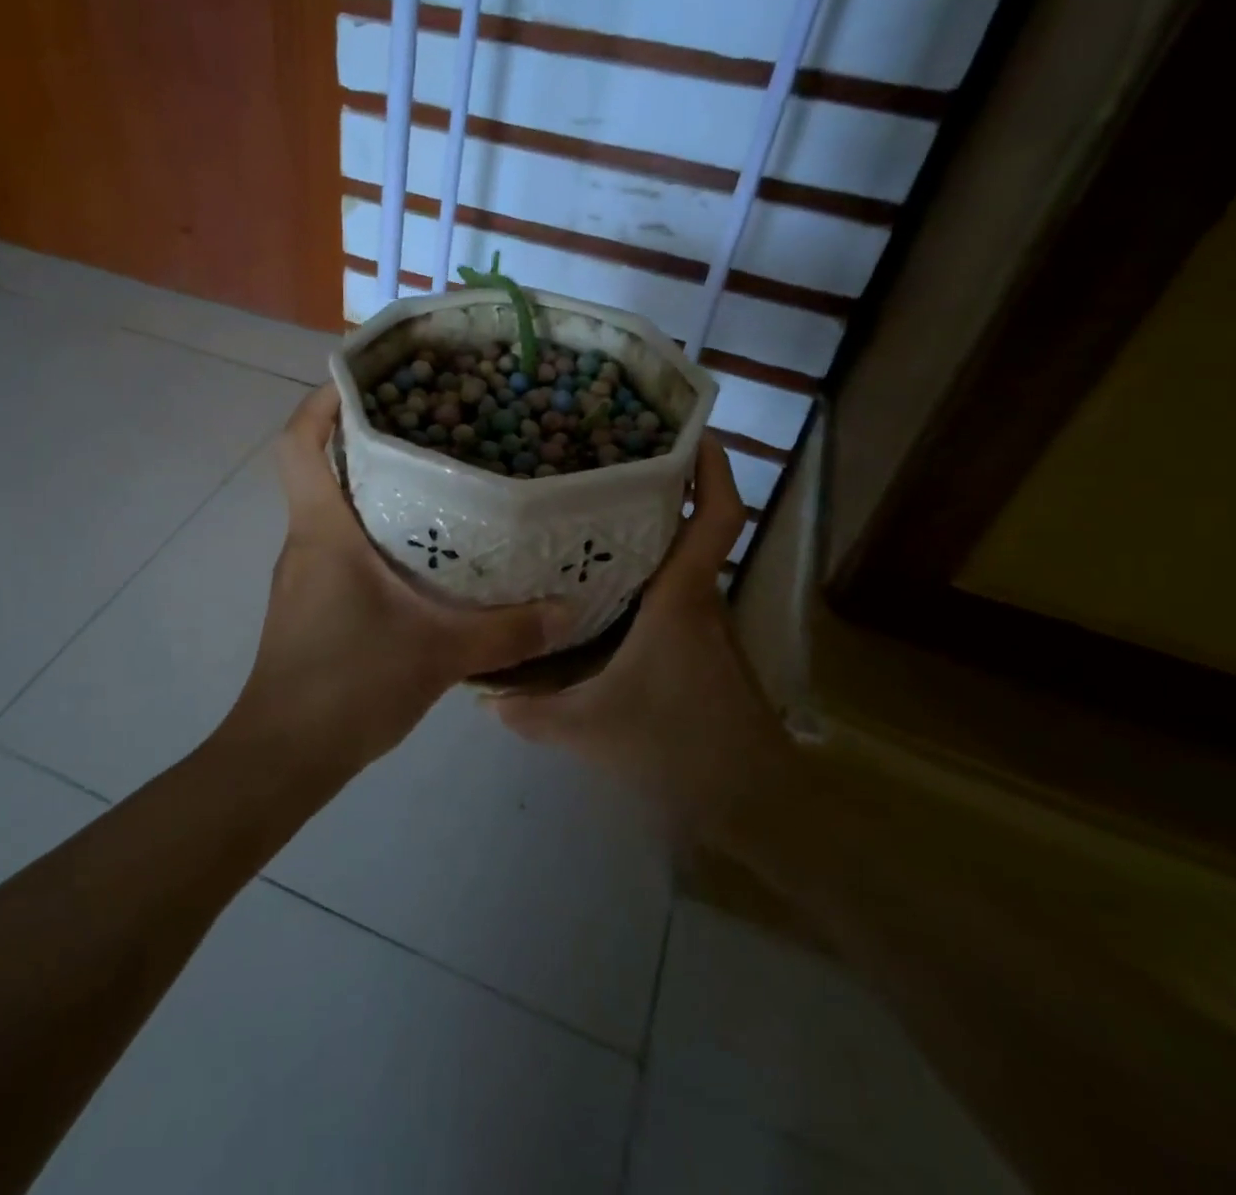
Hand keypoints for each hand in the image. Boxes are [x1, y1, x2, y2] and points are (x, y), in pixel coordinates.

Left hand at [222, 385, 570, 778]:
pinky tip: (422, 552)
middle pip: (322, 468)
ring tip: (438, 479)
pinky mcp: (310, 603)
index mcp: (322, 531)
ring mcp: (304, 574)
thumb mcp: (439, 654)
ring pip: (333, 510)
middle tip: (431, 424)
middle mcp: (306, 541)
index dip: (321, 402)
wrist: (284, 756)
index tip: (365, 379)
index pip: (299, 443)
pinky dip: (374, 532)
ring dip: (374, 488)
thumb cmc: (348, 686)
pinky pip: (340, 546)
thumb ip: (508, 631)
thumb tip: (570, 608)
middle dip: (367, 438)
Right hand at [486, 439, 788, 836]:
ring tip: (591, 521)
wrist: (751, 805)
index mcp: (680, 598)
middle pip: (691, 527)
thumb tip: (483, 695)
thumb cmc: (676, 747)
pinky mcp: (706, 651)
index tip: (689, 430)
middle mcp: (699, 600)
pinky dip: (647, 580)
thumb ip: (530, 711)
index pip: (716, 516)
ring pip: (680, 563)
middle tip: (602, 467)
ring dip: (650, 537)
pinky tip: (605, 596)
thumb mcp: (588, 729)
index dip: (713, 466)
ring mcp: (707, 626)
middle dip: (658, 491)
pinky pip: (675, 596)